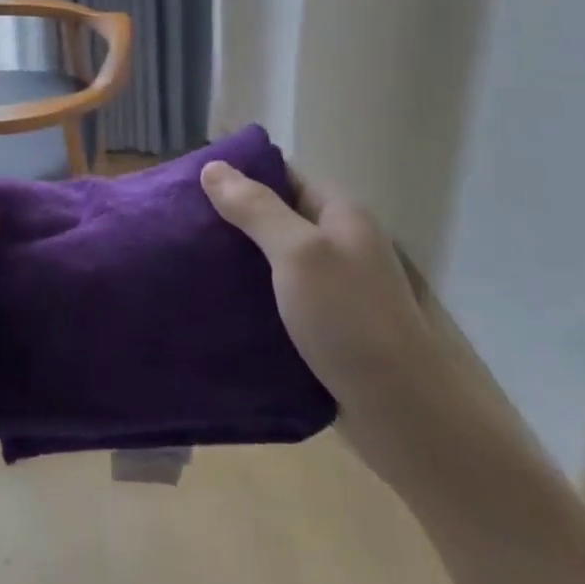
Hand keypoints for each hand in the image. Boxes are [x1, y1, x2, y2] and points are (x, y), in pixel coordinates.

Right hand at [200, 162, 456, 482]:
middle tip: (178, 225)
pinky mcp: (323, 329)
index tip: (190, 182)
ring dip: (235, 262)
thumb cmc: (351, 319)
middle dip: (229, 219)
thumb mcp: (299, 253)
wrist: (406, 416)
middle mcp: (337, 244)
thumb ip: (256, 209)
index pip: (282, 175)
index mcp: (339, 214)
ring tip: (184, 262)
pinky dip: (247, 299)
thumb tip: (213, 167)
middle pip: (275, 217)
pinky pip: (275, 301)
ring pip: (272, 261)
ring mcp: (332, 289)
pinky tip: (212, 305)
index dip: (239, 173)